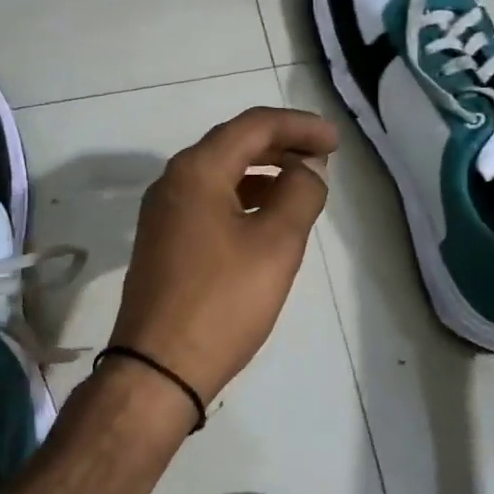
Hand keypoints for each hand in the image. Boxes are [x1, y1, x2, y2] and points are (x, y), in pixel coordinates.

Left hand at [110, 106, 338, 402]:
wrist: (158, 367)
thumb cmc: (223, 302)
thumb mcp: (276, 245)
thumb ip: (300, 194)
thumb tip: (307, 169)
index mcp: (196, 171)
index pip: (253, 126)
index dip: (298, 126)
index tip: (335, 141)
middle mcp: (172, 182)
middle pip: (233, 145)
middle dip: (281, 145)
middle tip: (323, 156)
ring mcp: (163, 213)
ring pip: (220, 174)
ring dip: (262, 172)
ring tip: (302, 184)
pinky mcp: (164, 241)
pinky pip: (208, 202)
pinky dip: (242, 198)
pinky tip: (266, 217)